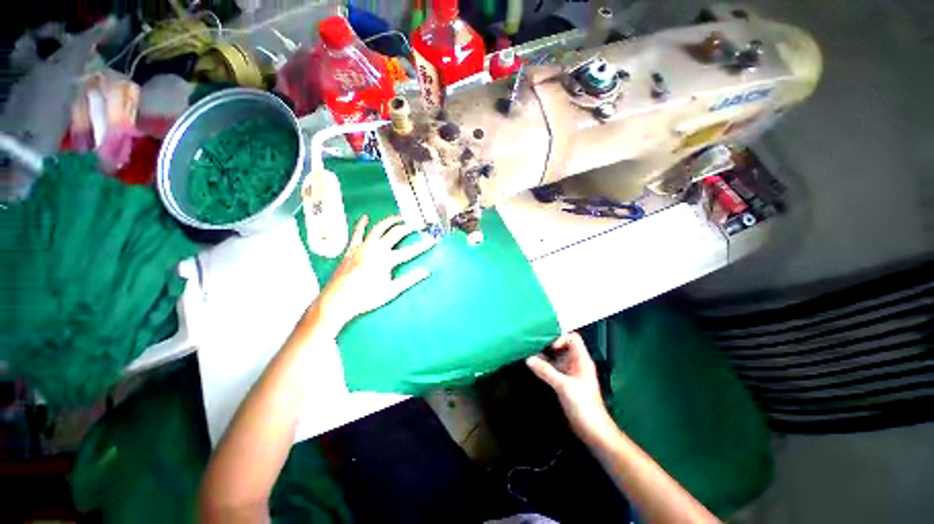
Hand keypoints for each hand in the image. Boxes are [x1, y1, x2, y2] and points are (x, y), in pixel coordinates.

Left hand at [317, 215, 436, 327]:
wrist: (338, 300)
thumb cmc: (366, 297)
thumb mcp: (391, 291)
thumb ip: (409, 280)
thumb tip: (426, 272)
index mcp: (386, 260)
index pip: (410, 251)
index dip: (423, 246)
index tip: (432, 241)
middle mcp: (375, 249)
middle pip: (395, 233)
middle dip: (408, 227)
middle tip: (417, 224)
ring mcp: (362, 247)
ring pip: (378, 228)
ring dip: (390, 221)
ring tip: (399, 217)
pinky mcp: (352, 249)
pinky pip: (357, 233)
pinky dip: (361, 224)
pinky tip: (365, 217)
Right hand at [526, 332, 615, 441]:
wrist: (593, 431)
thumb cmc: (583, 406)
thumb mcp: (563, 386)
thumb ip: (546, 371)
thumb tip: (528, 359)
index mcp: (582, 360)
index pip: (573, 338)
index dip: (560, 338)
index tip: (548, 346)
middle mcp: (576, 363)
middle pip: (562, 347)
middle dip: (548, 345)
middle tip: (533, 345)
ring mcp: (570, 373)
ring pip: (556, 358)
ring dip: (544, 356)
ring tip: (530, 354)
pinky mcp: (565, 383)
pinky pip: (553, 369)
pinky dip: (544, 366)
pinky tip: (534, 367)